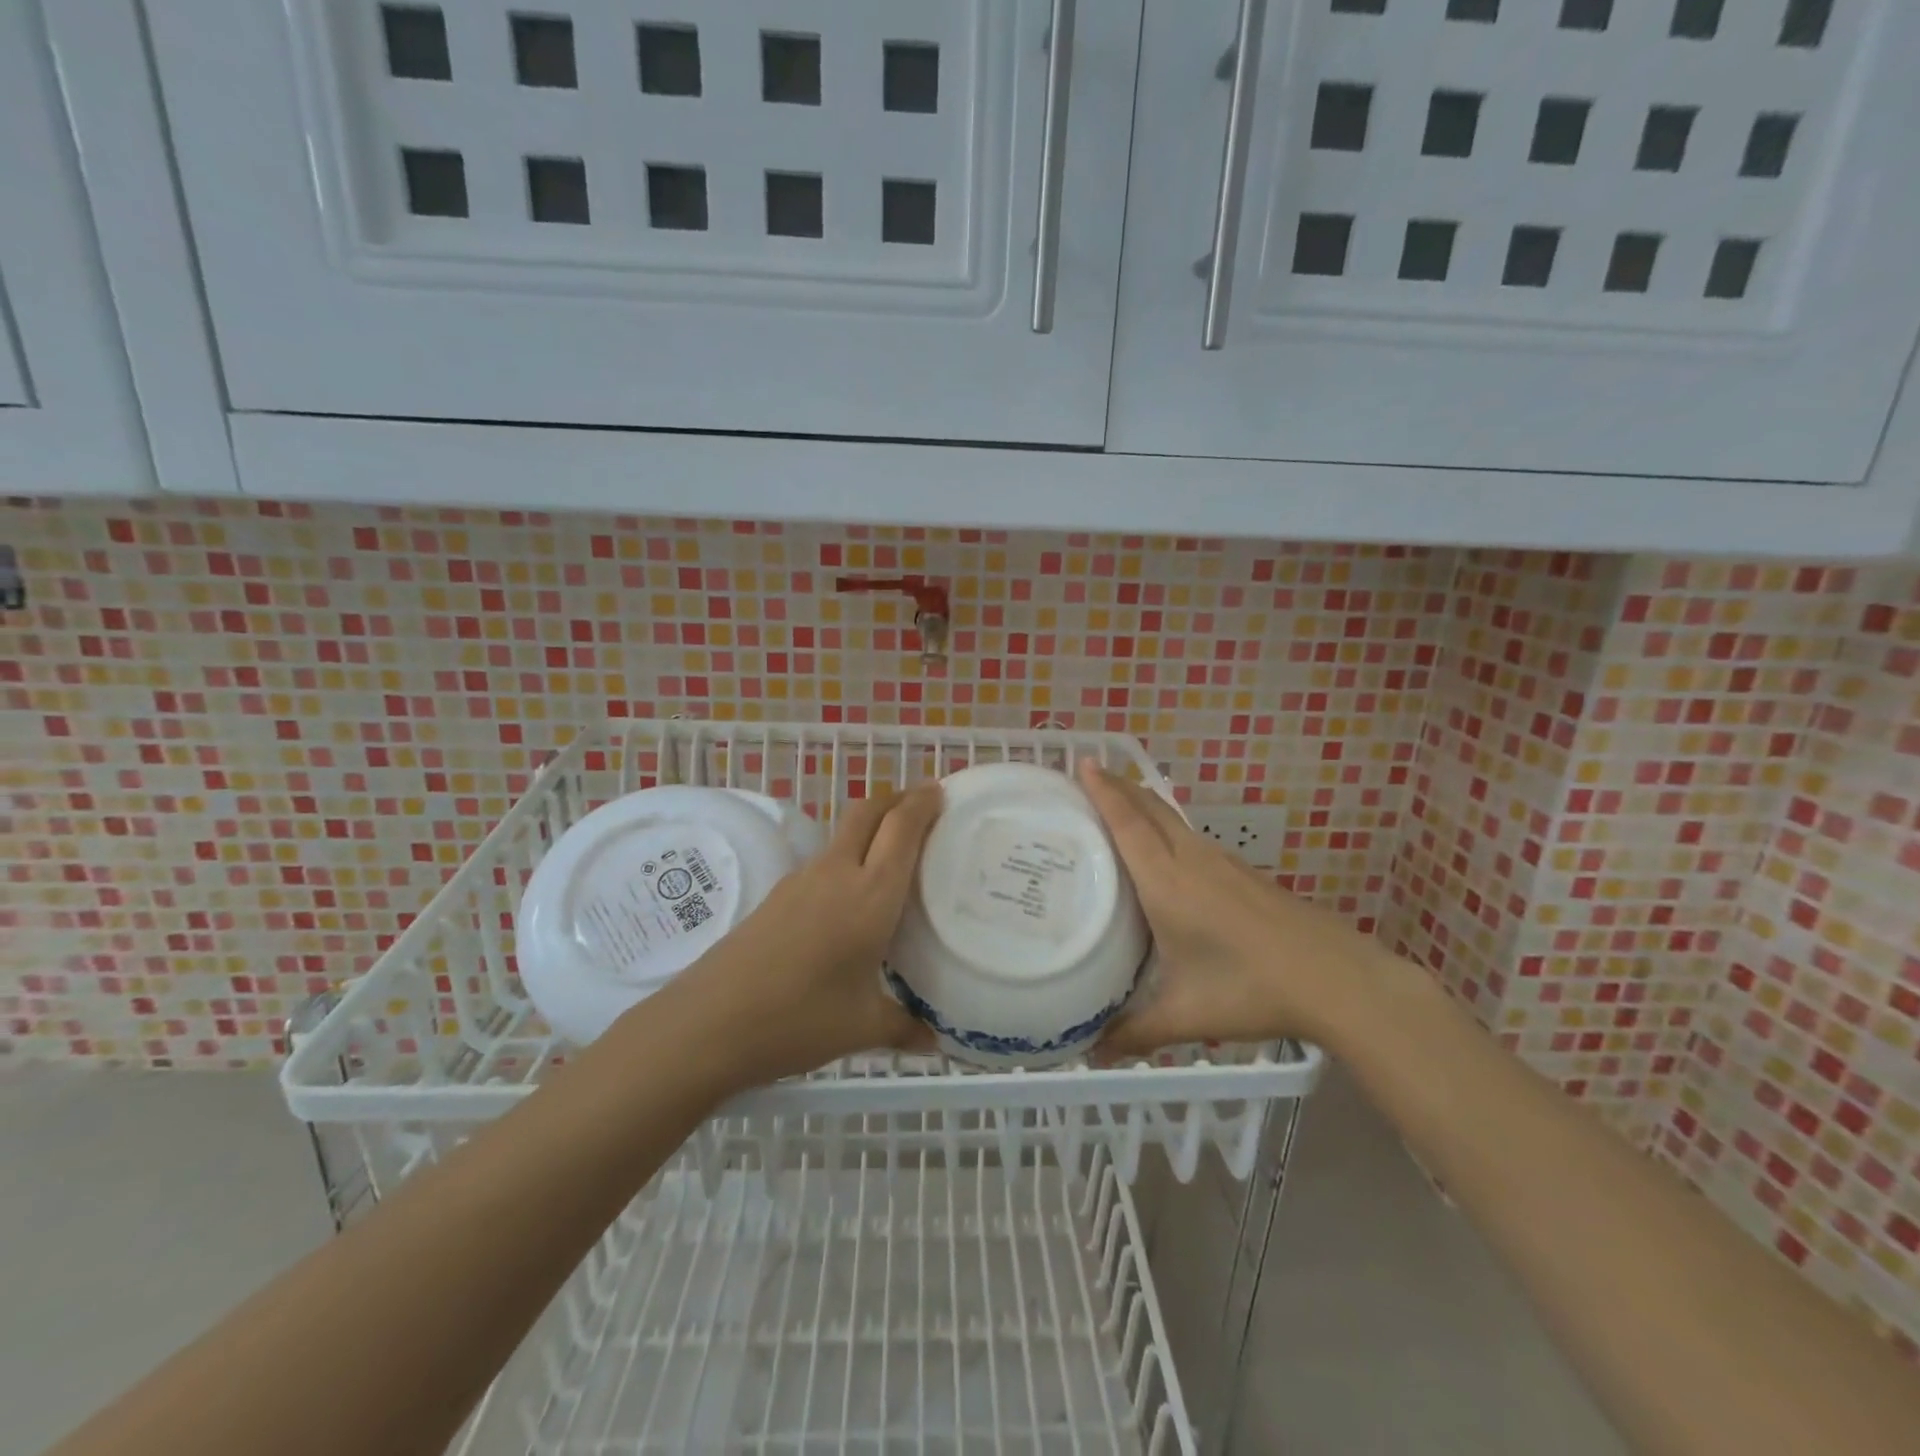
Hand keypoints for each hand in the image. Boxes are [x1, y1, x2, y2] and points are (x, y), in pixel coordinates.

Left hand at [665, 782, 941, 1086]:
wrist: (709, 1022)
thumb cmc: (798, 1019)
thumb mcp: (861, 1028)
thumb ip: (903, 1027)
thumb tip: (932, 1041)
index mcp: (871, 895)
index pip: (902, 829)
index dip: (923, 803)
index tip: (941, 791)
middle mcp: (838, 874)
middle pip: (868, 812)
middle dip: (897, 799)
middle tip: (922, 804)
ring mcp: (802, 880)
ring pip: (844, 834)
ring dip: (871, 827)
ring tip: (893, 852)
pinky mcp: (778, 895)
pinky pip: (825, 862)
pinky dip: (849, 858)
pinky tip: (851, 896)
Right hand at [1076, 760, 1379, 1055]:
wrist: (1336, 979)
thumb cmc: (1251, 988)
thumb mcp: (1186, 1014)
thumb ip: (1134, 1031)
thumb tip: (1091, 1051)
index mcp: (1167, 882)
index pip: (1128, 824)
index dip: (1104, 790)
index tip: (1083, 761)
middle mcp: (1192, 861)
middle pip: (1151, 808)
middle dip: (1119, 786)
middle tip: (1090, 774)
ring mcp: (1223, 864)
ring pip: (1174, 820)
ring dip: (1144, 804)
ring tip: (1119, 806)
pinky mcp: (1244, 875)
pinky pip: (1192, 838)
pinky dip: (1168, 829)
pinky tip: (1168, 854)